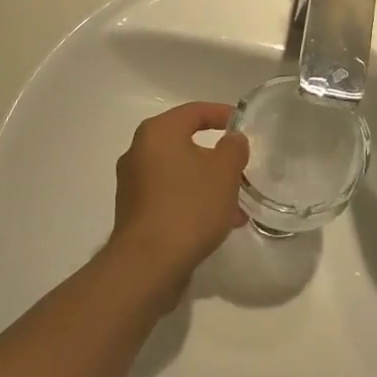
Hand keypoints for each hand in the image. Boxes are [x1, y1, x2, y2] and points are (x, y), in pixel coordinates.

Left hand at [107, 102, 247, 292]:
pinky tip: (218, 223)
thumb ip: (234, 148)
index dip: (222, 114)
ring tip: (236, 205)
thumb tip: (232, 140)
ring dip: (208, 183)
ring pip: (180, 173)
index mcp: (158, 133)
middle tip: (241, 166)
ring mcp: (133, 184)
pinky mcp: (134, 213)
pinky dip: (193, 201)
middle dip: (217, 156)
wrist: (147, 266)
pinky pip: (170, 196)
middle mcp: (139, 152)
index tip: (243, 124)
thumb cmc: (189, 206)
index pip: (194, 111)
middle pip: (186, 143)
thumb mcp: (224, 171)